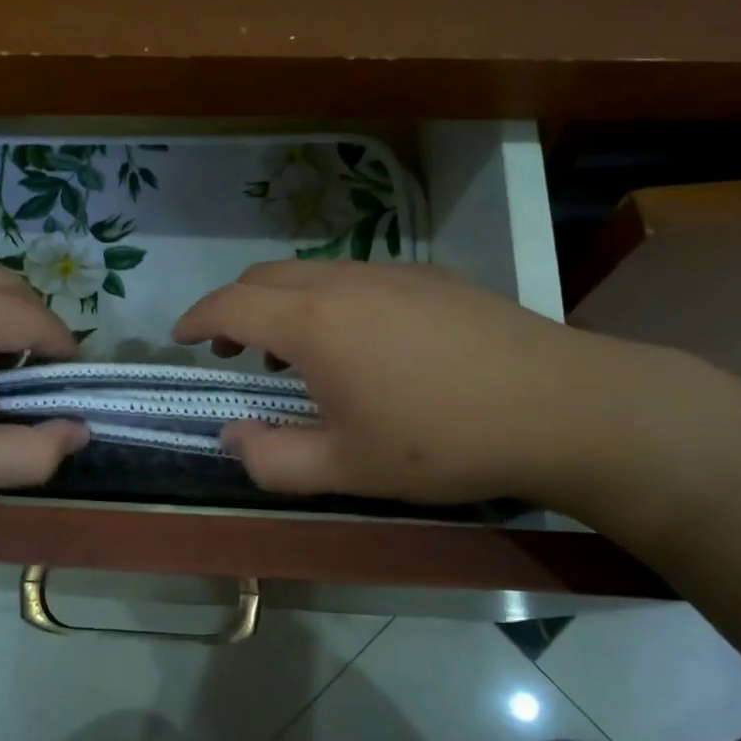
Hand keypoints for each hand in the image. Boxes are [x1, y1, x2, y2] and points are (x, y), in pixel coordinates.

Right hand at [173, 260, 688, 513]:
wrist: (559, 406)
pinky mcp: (431, 277)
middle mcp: (345, 281)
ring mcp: (392, 272)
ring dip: (283, 303)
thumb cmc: (441, 441)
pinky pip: (355, 276)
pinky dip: (327, 299)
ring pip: (312, 272)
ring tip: (292, 352)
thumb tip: (231, 437)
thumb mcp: (346, 469)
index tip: (180, 338)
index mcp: (314, 322)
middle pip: (266, 276)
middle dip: (234, 307)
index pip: (230, 303)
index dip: (196, 318)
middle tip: (232, 351)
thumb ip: (272, 458)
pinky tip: (359, 343)